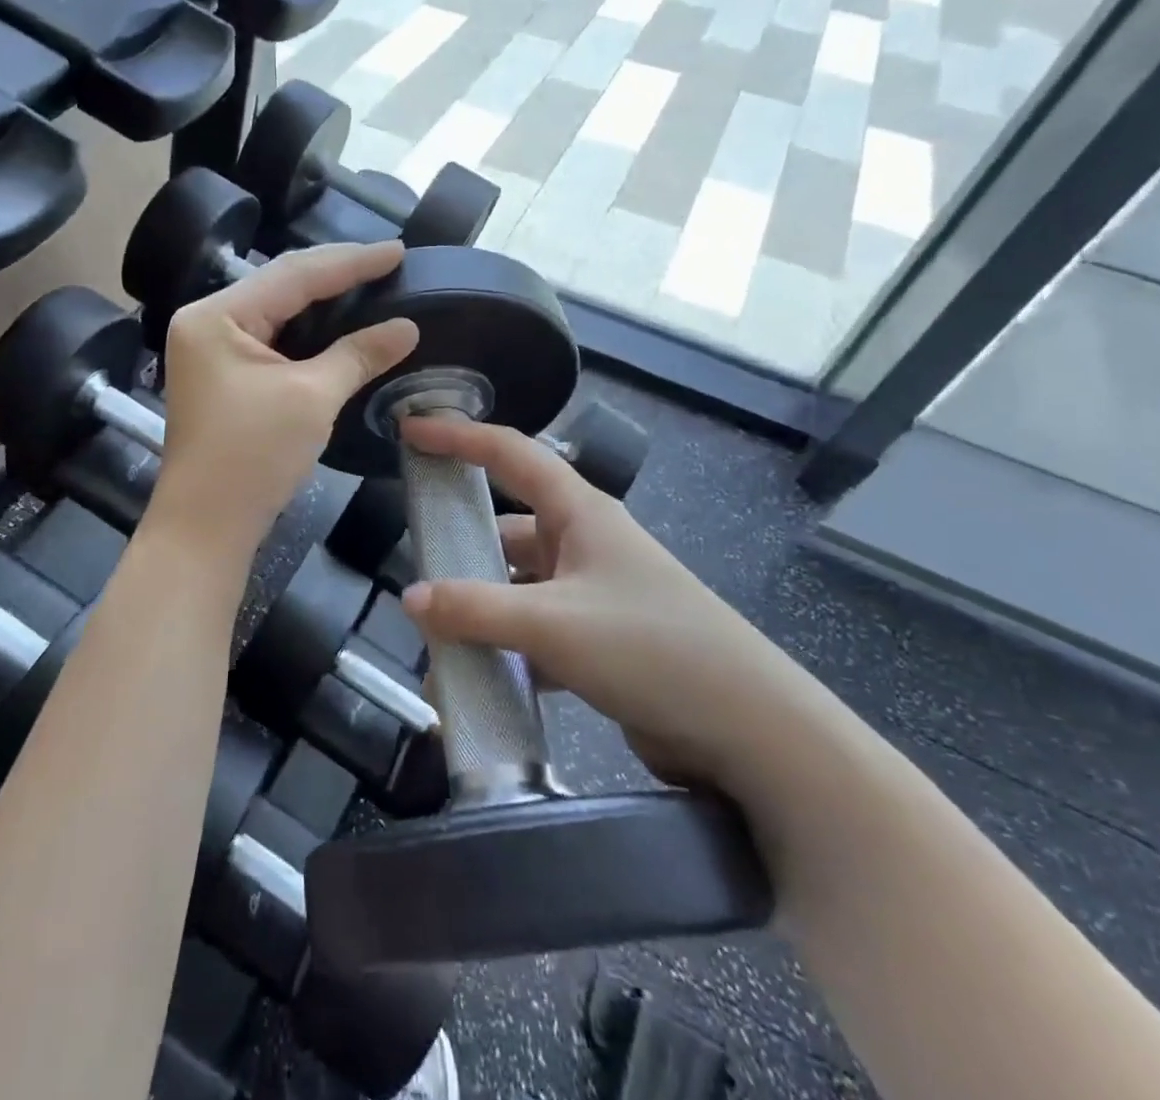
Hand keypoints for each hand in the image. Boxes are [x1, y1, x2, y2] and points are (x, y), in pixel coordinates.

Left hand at [153, 240, 417, 555]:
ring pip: (277, 311)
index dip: (350, 262)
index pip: (293, 275)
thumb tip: (406, 327)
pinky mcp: (223, 375)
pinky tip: (340, 323)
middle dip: (336, 274)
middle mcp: (207, 322)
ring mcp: (211, 349)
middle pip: (281, 286)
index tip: (398, 250)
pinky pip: (272, 339)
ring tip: (372, 283)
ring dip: (323, 301)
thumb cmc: (252, 457)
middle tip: (389, 262)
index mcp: (216, 316)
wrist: (206, 527)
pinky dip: (308, 332)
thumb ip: (358, 354)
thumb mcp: (311, 398)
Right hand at [396, 416, 823, 793]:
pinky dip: (505, 648)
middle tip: (413, 559)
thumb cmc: (652, 648)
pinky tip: (476, 677)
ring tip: (434, 634)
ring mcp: (593, 593)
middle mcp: (584, 543)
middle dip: (461, 543)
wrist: (751, 731)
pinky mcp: (599, 640)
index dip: (457, 435)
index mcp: (579, 512)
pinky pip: (535, 631)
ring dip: (480, 607)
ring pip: (517, 585)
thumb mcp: (553, 624)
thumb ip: (475, 610)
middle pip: (507, 526)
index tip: (409, 429)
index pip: (508, 452)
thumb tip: (408, 600)